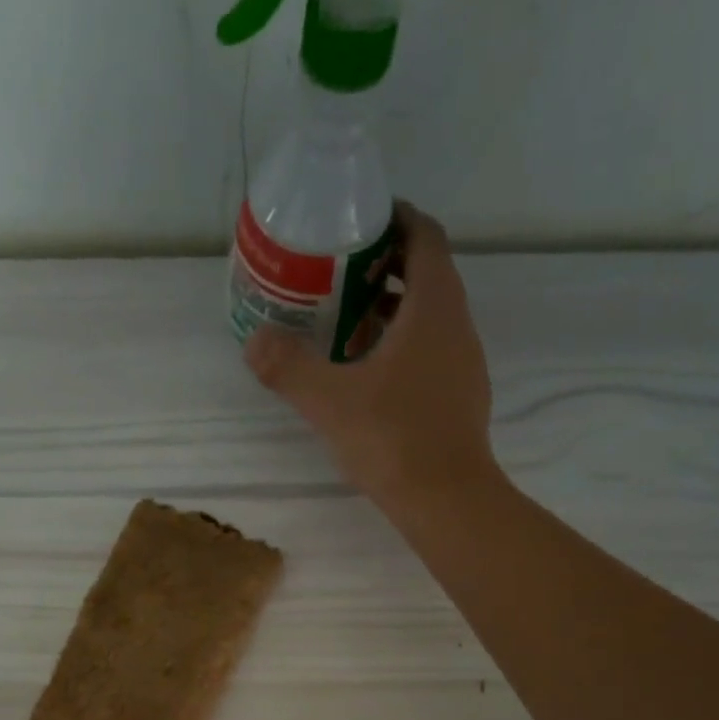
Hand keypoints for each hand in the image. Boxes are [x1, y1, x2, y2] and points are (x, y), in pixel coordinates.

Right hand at [245, 202, 495, 510]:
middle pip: (428, 275)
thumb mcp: (328, 400)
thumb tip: (254, 341)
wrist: (446, 499)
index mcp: (433, 308)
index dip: (397, 220)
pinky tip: (371, 375)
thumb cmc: (392, 438)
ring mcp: (464, 364)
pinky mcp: (461, 398)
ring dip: (394, 311)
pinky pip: (433, 352)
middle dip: (387, 267)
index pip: (425, 237)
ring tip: (348, 323)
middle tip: (340, 274)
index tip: (362, 221)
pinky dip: (404, 347)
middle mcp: (457, 326)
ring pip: (431, 318)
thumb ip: (288, 367)